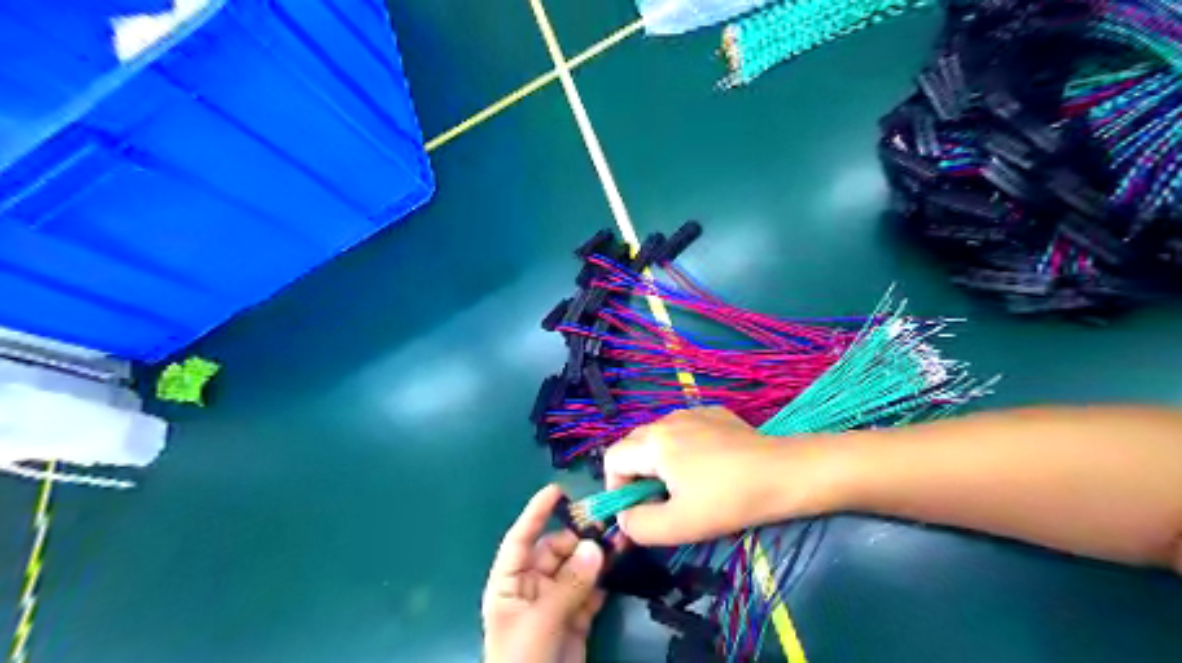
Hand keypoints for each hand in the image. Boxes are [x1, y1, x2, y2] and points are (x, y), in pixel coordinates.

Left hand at [483, 483, 603, 661]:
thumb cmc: (522, 662)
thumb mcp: (540, 622)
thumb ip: (569, 585)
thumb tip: (595, 547)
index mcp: (509, 584)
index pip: (520, 540)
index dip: (536, 514)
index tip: (557, 490)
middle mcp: (531, 588)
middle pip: (555, 551)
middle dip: (578, 538)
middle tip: (605, 526)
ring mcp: (555, 603)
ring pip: (577, 570)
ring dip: (595, 556)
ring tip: (619, 541)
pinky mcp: (576, 619)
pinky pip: (590, 591)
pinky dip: (603, 579)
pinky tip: (617, 566)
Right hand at [601, 405, 824, 546]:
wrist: (783, 473)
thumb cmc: (728, 500)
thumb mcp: (678, 525)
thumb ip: (638, 525)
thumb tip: (624, 516)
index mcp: (653, 442)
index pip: (613, 458)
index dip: (615, 486)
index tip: (637, 510)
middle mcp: (667, 419)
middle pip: (634, 445)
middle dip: (637, 475)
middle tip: (660, 501)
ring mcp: (692, 412)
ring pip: (658, 437)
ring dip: (659, 462)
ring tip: (685, 485)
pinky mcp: (714, 413)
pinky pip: (683, 429)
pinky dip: (683, 448)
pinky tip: (708, 466)